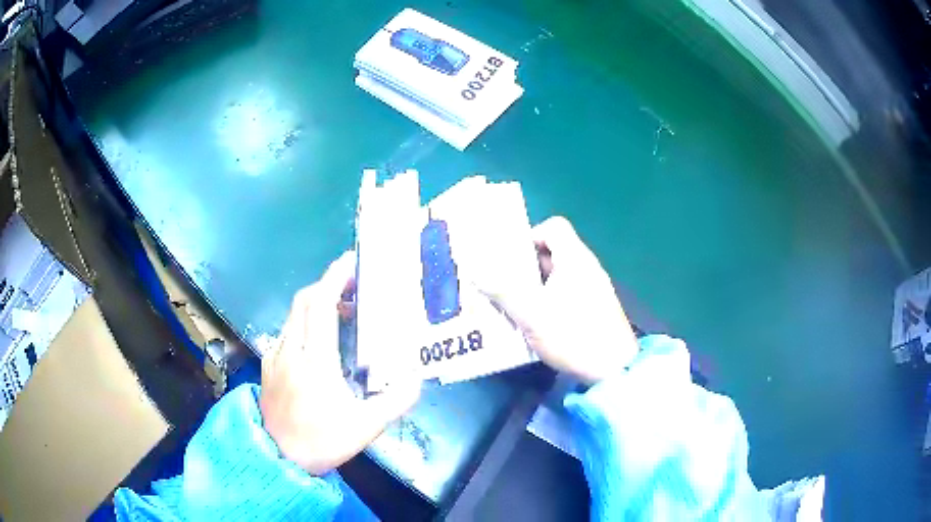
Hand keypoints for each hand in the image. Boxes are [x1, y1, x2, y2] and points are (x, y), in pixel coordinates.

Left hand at [260, 252, 420, 474]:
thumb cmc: (322, 441)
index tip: (352, 262)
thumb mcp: (366, 427)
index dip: (336, 278)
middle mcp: (291, 350)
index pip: (321, 305)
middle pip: (304, 300)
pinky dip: (305, 321)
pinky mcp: (268, 364)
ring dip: (316, 303)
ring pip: (293, 314)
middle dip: (328, 285)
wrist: (278, 457)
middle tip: (354, 287)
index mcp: (316, 361)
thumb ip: (396, 401)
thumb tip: (417, 377)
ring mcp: (276, 356)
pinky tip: (319, 339)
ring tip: (342, 311)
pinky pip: (287, 330)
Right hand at [487, 217, 638, 383]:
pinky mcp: (595, 308)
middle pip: (553, 252)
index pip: (554, 226)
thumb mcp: (533, 315)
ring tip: (514, 306)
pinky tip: (537, 323)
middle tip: (504, 286)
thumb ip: (503, 291)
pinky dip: (549, 300)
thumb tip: (475, 270)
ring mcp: (594, 289)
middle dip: (525, 266)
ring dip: (535, 286)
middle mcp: (587, 268)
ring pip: (558, 276)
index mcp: (575, 259)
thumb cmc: (574, 337)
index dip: (531, 235)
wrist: (614, 370)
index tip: (512, 260)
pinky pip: (566, 293)